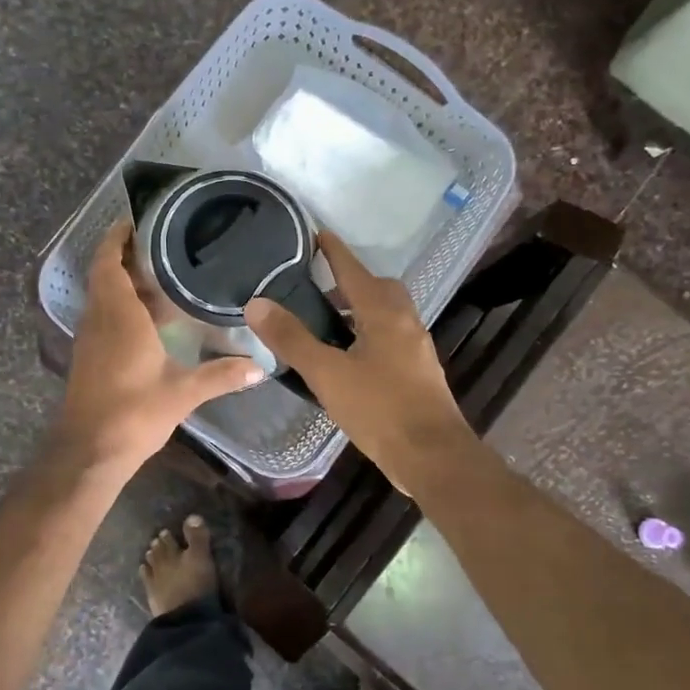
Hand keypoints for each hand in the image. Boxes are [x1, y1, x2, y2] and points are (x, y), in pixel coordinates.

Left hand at [56, 220, 262, 473]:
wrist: (89, 451)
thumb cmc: (133, 413)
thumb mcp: (183, 393)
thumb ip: (221, 375)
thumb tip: (261, 367)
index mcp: (118, 315)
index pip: (109, 262)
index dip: (117, 237)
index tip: (136, 219)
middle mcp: (100, 319)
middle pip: (106, 274)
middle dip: (127, 255)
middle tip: (162, 242)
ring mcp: (91, 338)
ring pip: (104, 296)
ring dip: (125, 281)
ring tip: (163, 272)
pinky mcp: (90, 356)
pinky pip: (104, 316)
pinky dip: (123, 305)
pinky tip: (152, 316)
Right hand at [245, 232, 477, 494]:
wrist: (432, 456)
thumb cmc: (379, 409)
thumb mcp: (327, 374)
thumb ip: (292, 339)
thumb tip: (257, 303)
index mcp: (384, 314)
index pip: (355, 270)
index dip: (334, 251)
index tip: (317, 233)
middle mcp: (406, 323)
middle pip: (379, 288)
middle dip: (351, 282)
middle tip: (319, 289)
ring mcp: (417, 348)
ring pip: (388, 314)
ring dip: (361, 309)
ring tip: (329, 325)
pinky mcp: (420, 372)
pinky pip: (393, 337)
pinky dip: (370, 334)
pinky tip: (351, 358)